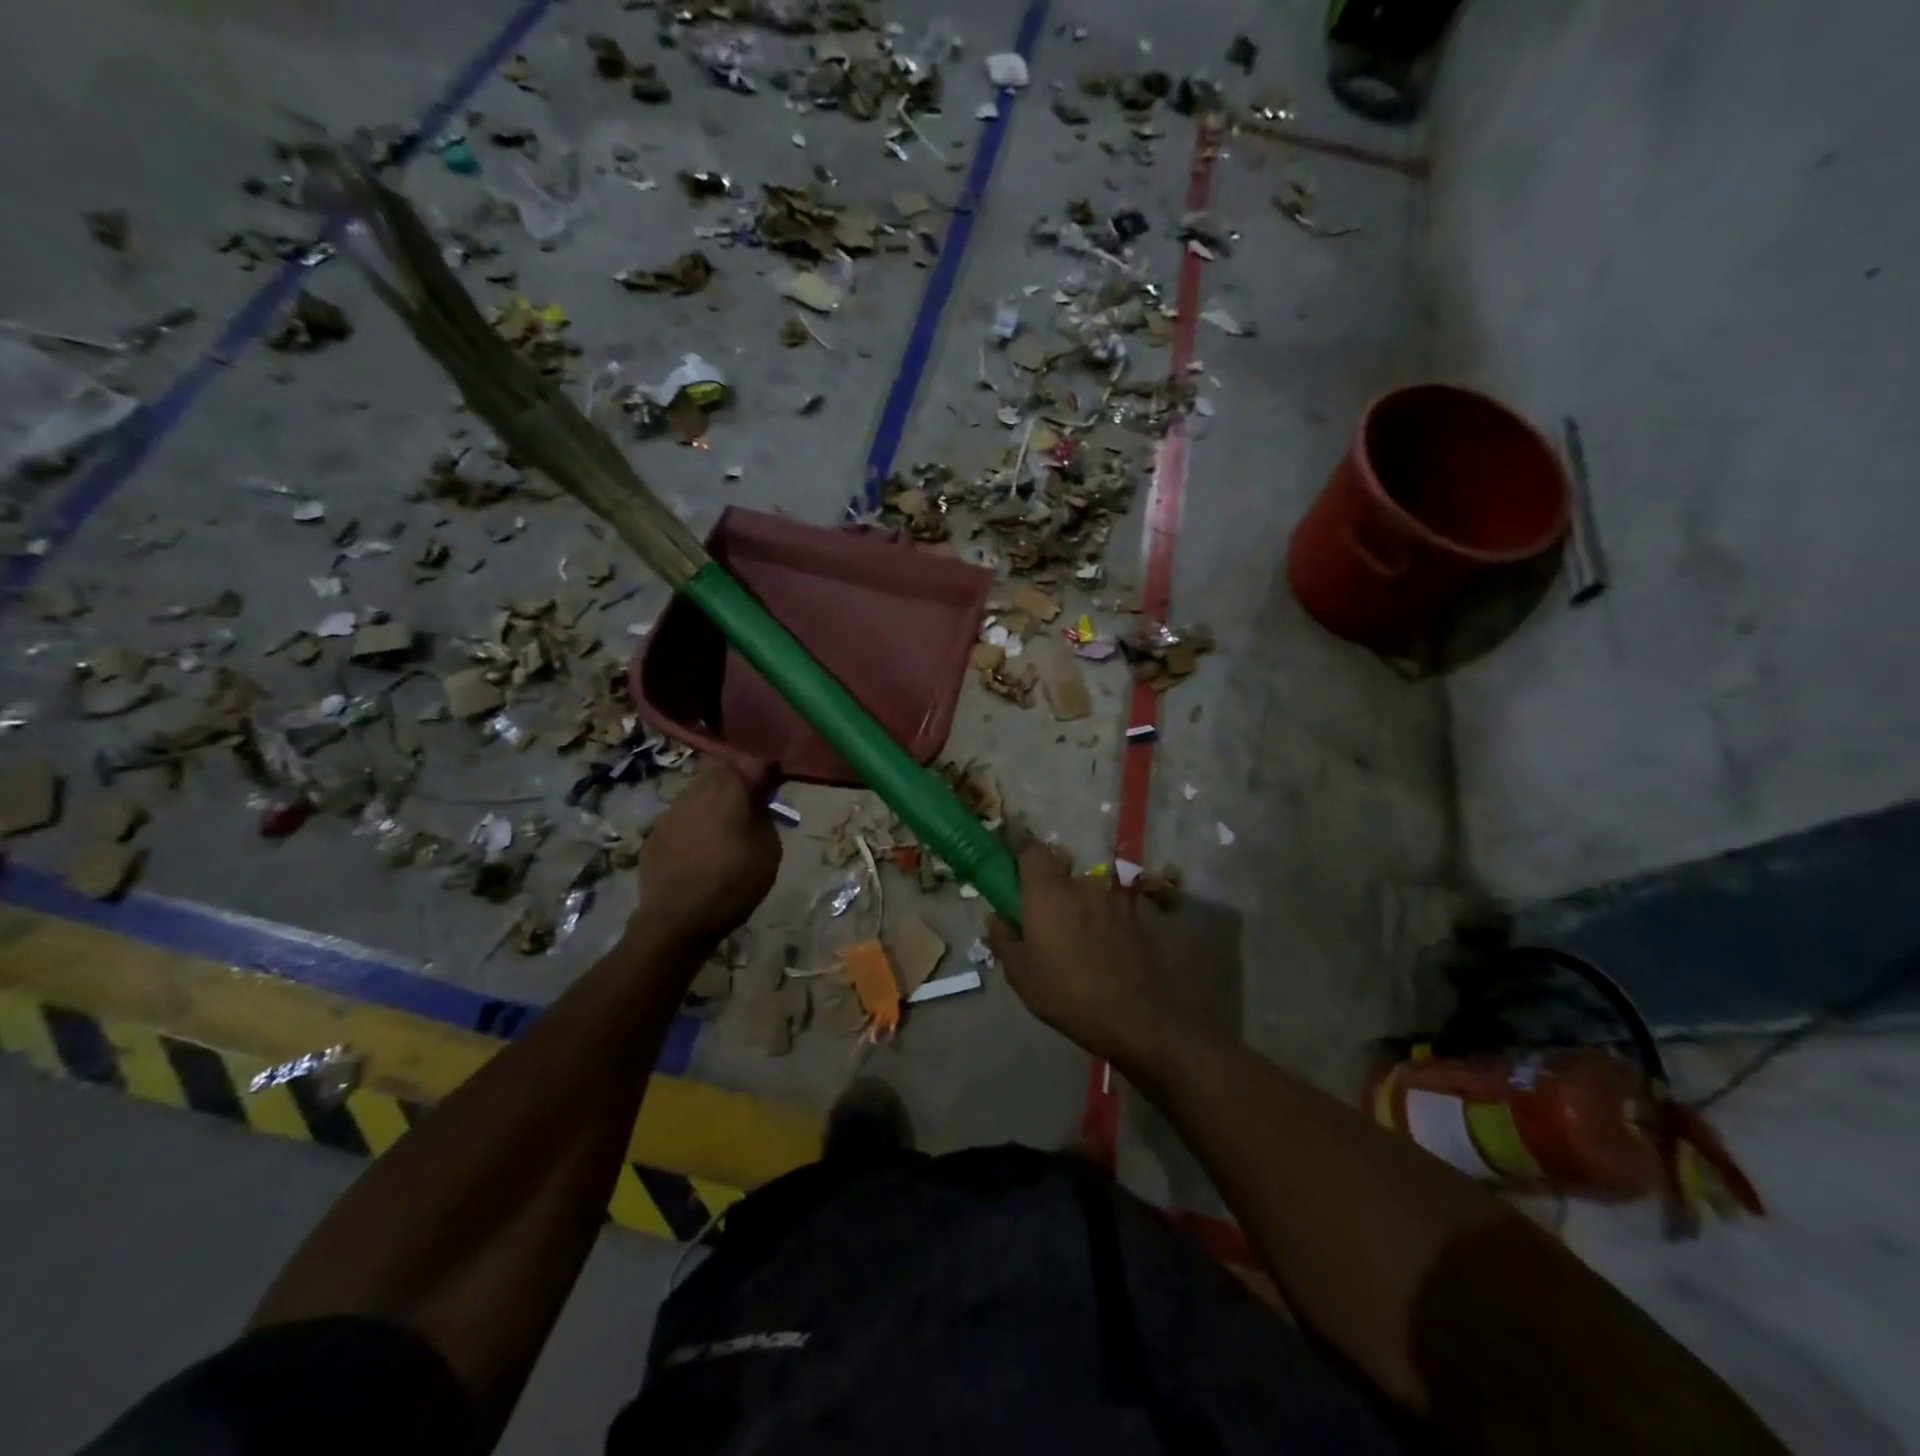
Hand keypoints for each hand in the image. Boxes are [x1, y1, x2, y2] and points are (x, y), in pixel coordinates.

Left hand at [635, 761, 780, 954]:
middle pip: (715, 774)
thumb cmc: (733, 883)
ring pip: (695, 795)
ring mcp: (669, 814)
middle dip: (732, 785)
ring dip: (711, 806)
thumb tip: (757, 799)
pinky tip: (700, 852)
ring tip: (723, 833)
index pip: (742, 761)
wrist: (678, 921)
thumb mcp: (769, 850)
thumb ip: (763, 815)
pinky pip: (680, 819)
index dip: (756, 770)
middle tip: (747, 808)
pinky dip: (693, 827)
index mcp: (726, 791)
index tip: (767, 786)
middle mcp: (694, 793)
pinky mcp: (653, 836)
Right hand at [987, 844, 1182, 1065]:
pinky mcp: (1134, 914)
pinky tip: (1102, 945)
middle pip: (1061, 870)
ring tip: (1078, 937)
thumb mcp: (1021, 973)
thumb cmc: (1065, 992)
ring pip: (1087, 890)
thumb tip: (994, 917)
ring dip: (1079, 904)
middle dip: (1052, 887)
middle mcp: (1080, 883)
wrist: (1132, 1015)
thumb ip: (1003, 938)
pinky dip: (1102, 917)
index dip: (1023, 856)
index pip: (1032, 850)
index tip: (1016, 873)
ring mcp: (1112, 897)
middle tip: (1046, 917)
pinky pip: (1110, 906)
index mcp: (1047, 891)